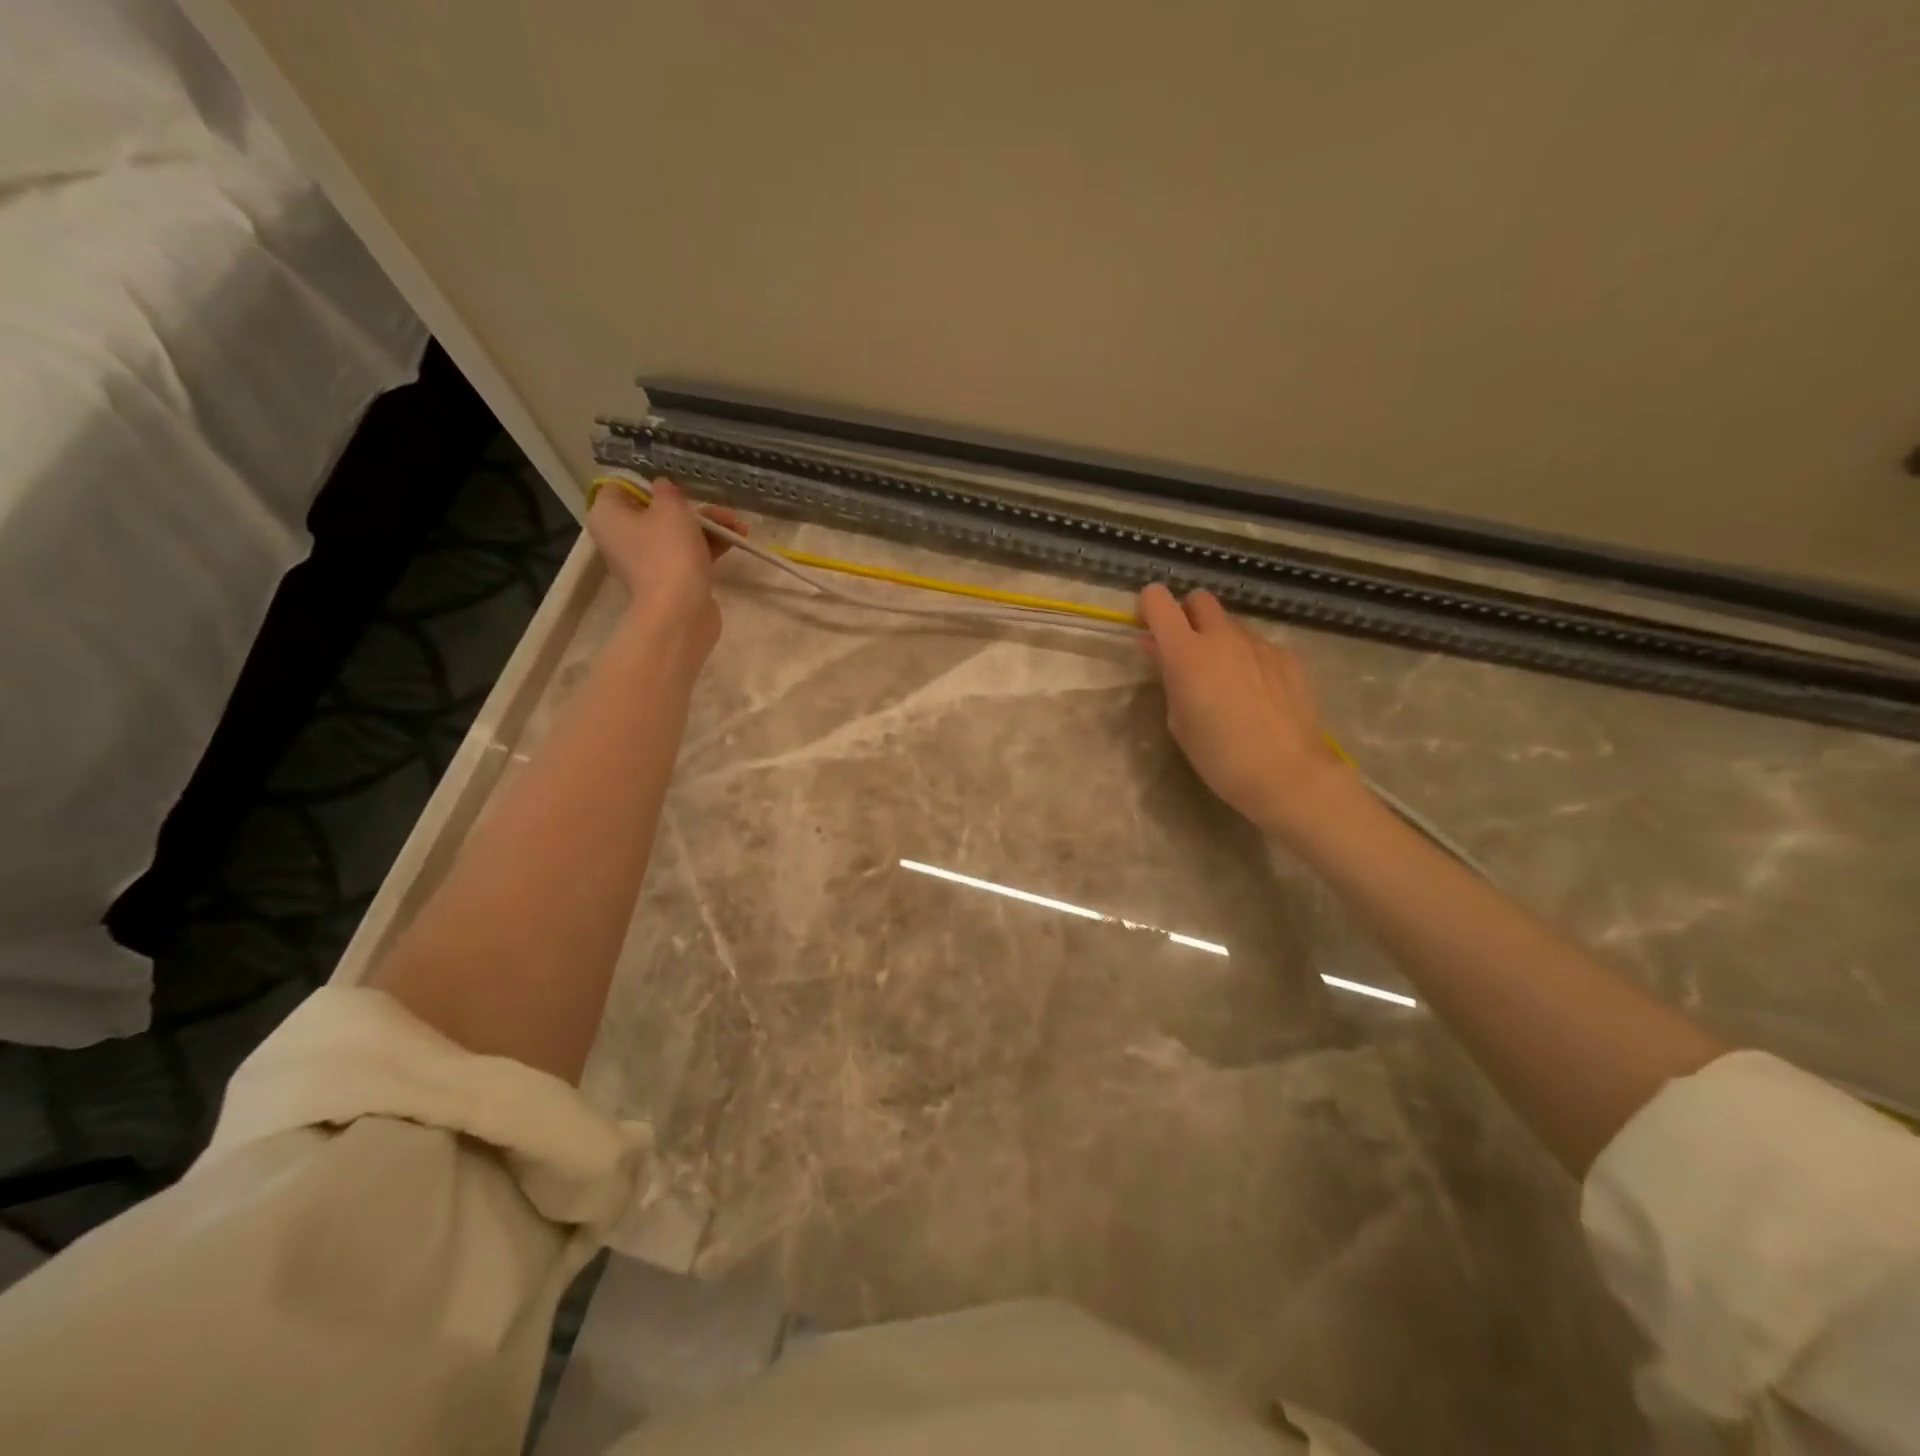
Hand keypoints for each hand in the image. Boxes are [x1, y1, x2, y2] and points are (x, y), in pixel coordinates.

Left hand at [587, 479, 742, 656]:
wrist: (680, 610)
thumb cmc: (668, 551)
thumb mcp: (671, 509)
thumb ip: (667, 491)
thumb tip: (663, 488)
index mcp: (608, 516)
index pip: (621, 488)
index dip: (649, 484)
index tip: (677, 488)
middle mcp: (621, 538)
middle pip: (655, 513)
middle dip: (692, 509)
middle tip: (721, 511)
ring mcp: (645, 561)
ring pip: (677, 534)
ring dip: (708, 527)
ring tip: (739, 527)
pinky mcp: (668, 580)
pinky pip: (687, 554)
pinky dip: (708, 546)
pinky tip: (736, 540)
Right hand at [1138, 584, 1356, 838]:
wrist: (1288, 774)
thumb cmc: (1219, 757)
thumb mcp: (1179, 720)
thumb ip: (1168, 677)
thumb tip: (1160, 650)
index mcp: (1187, 653)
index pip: (1158, 600)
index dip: (1149, 608)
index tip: (1148, 630)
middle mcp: (1223, 637)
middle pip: (1199, 599)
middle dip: (1187, 616)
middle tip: (1186, 652)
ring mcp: (1259, 644)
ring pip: (1230, 624)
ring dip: (1219, 640)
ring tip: (1224, 681)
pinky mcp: (1287, 657)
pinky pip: (1257, 646)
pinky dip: (1247, 659)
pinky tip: (1255, 695)